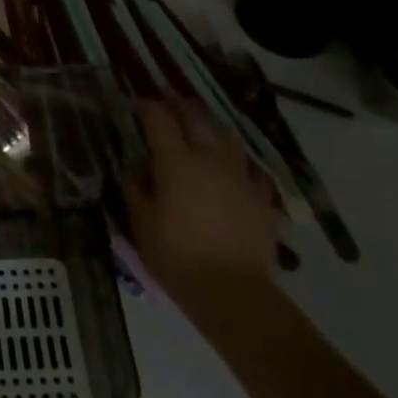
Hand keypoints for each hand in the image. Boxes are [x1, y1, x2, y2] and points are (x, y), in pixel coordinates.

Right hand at [124, 98, 281, 308]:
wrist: (232, 290)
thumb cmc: (176, 255)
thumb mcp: (140, 222)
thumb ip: (135, 187)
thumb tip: (135, 167)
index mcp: (175, 161)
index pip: (159, 119)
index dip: (146, 107)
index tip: (137, 106)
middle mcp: (210, 158)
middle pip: (195, 117)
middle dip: (179, 107)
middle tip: (167, 108)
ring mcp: (240, 175)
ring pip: (227, 136)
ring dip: (210, 129)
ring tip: (202, 133)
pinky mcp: (262, 196)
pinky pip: (250, 169)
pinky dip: (238, 164)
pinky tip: (234, 172)